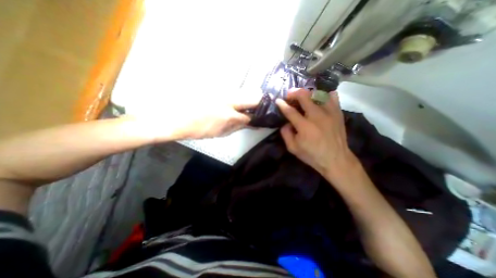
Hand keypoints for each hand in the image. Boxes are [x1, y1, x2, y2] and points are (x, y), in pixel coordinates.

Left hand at [126, 89, 258, 141]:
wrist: (173, 116)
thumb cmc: (196, 129)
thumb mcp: (219, 132)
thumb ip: (237, 126)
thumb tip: (250, 123)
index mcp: (230, 115)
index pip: (253, 115)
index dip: (261, 117)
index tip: (265, 118)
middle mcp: (230, 99)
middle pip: (254, 96)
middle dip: (260, 103)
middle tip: (259, 110)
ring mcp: (223, 91)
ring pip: (245, 92)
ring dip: (249, 100)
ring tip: (247, 107)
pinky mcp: (218, 88)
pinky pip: (234, 91)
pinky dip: (239, 97)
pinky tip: (234, 103)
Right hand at [273, 88, 358, 179]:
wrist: (336, 159)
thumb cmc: (312, 155)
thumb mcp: (293, 148)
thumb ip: (285, 134)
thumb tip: (286, 122)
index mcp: (304, 126)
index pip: (290, 111)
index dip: (282, 104)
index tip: (278, 101)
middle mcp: (317, 116)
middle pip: (304, 96)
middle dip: (294, 93)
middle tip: (289, 95)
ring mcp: (329, 113)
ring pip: (318, 93)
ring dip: (307, 93)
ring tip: (303, 97)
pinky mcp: (338, 113)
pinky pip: (332, 96)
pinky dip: (324, 95)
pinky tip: (320, 98)